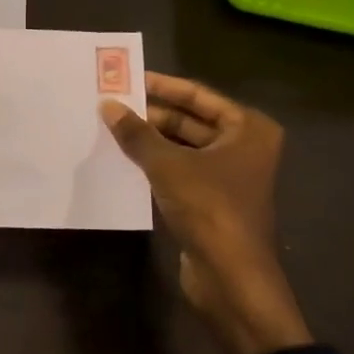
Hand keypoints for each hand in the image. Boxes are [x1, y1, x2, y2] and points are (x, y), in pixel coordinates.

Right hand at [101, 73, 311, 353]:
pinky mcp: (211, 199)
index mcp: (247, 129)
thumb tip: (106, 105)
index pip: (198, 95)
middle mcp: (243, 146)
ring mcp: (228, 175)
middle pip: (190, 120)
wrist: (231, 277)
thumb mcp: (167, 164)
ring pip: (182, 146)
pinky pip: (179, 169)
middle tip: (111, 103)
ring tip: (110, 127)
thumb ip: (136, 133)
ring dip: (150, 139)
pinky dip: (155, 162)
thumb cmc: (209, 208)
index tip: (127, 77)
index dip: (162, 85)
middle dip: (151, 113)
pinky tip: (123, 158)